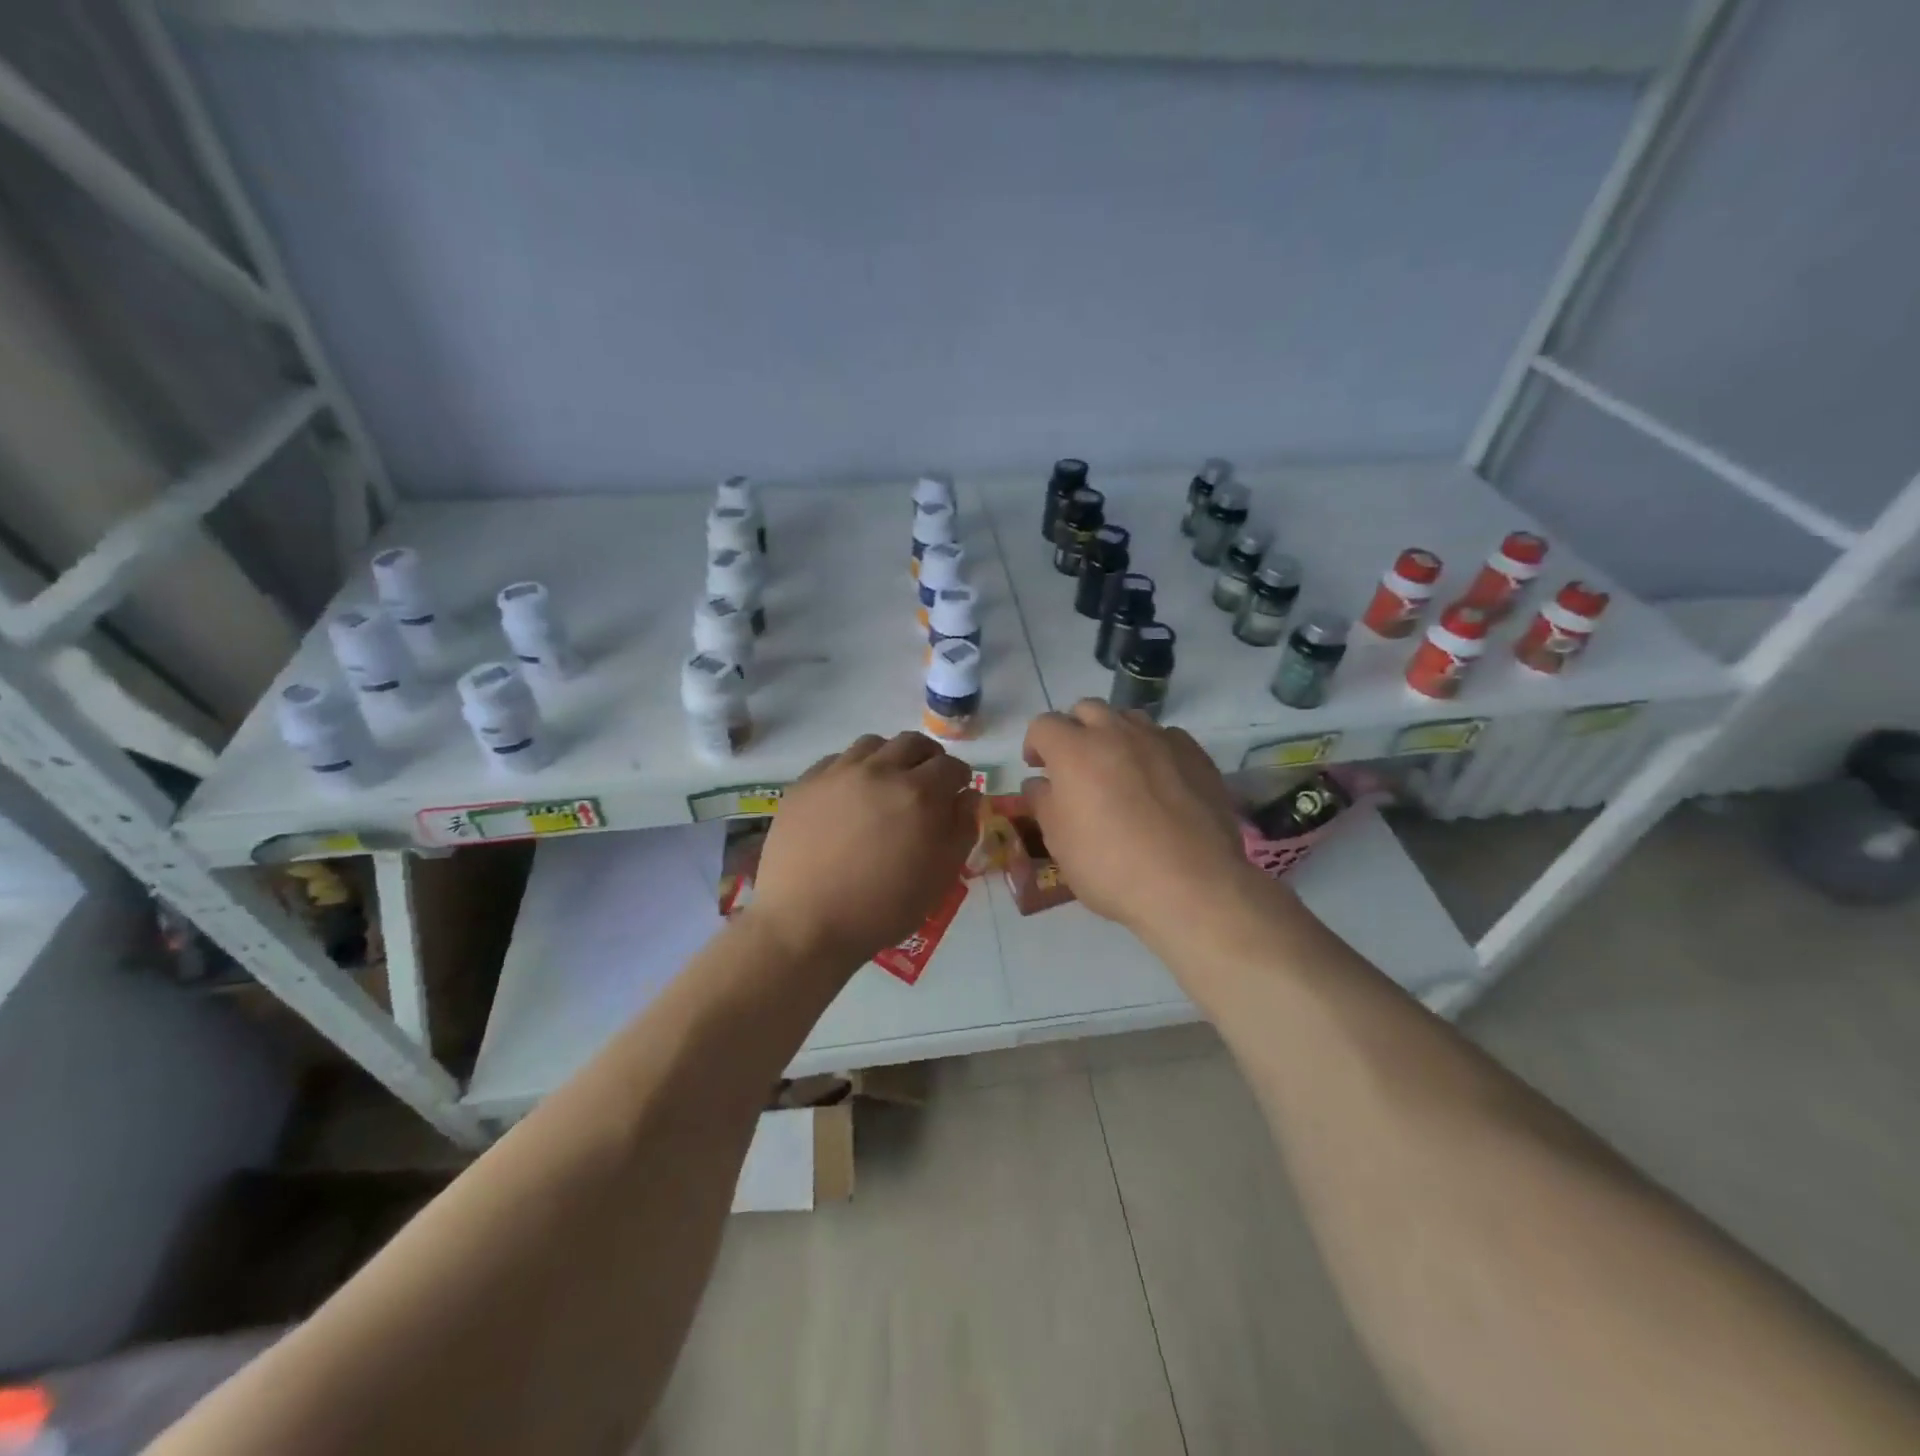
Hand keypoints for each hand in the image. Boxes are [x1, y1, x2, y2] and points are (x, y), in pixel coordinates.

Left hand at [748, 731, 979, 968]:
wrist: (805, 923)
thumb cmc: (883, 907)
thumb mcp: (940, 877)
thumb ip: (962, 830)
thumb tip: (968, 796)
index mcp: (919, 794)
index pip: (951, 765)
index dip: (959, 778)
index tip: (956, 794)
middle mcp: (880, 771)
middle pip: (913, 743)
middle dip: (928, 758)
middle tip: (926, 783)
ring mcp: (838, 773)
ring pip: (873, 744)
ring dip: (889, 758)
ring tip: (886, 784)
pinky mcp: (805, 783)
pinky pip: (836, 760)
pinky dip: (852, 769)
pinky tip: (849, 796)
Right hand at [1022, 701, 1256, 942]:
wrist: (1192, 885)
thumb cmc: (1111, 867)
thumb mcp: (1059, 843)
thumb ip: (1043, 803)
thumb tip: (1040, 783)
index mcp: (1074, 751)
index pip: (1043, 725)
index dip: (1035, 744)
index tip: (1038, 768)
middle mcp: (1116, 733)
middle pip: (1086, 710)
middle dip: (1074, 730)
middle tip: (1075, 765)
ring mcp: (1160, 740)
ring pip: (1128, 718)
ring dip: (1114, 735)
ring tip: (1118, 769)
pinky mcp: (1196, 754)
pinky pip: (1165, 737)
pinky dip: (1152, 750)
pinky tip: (1158, 781)